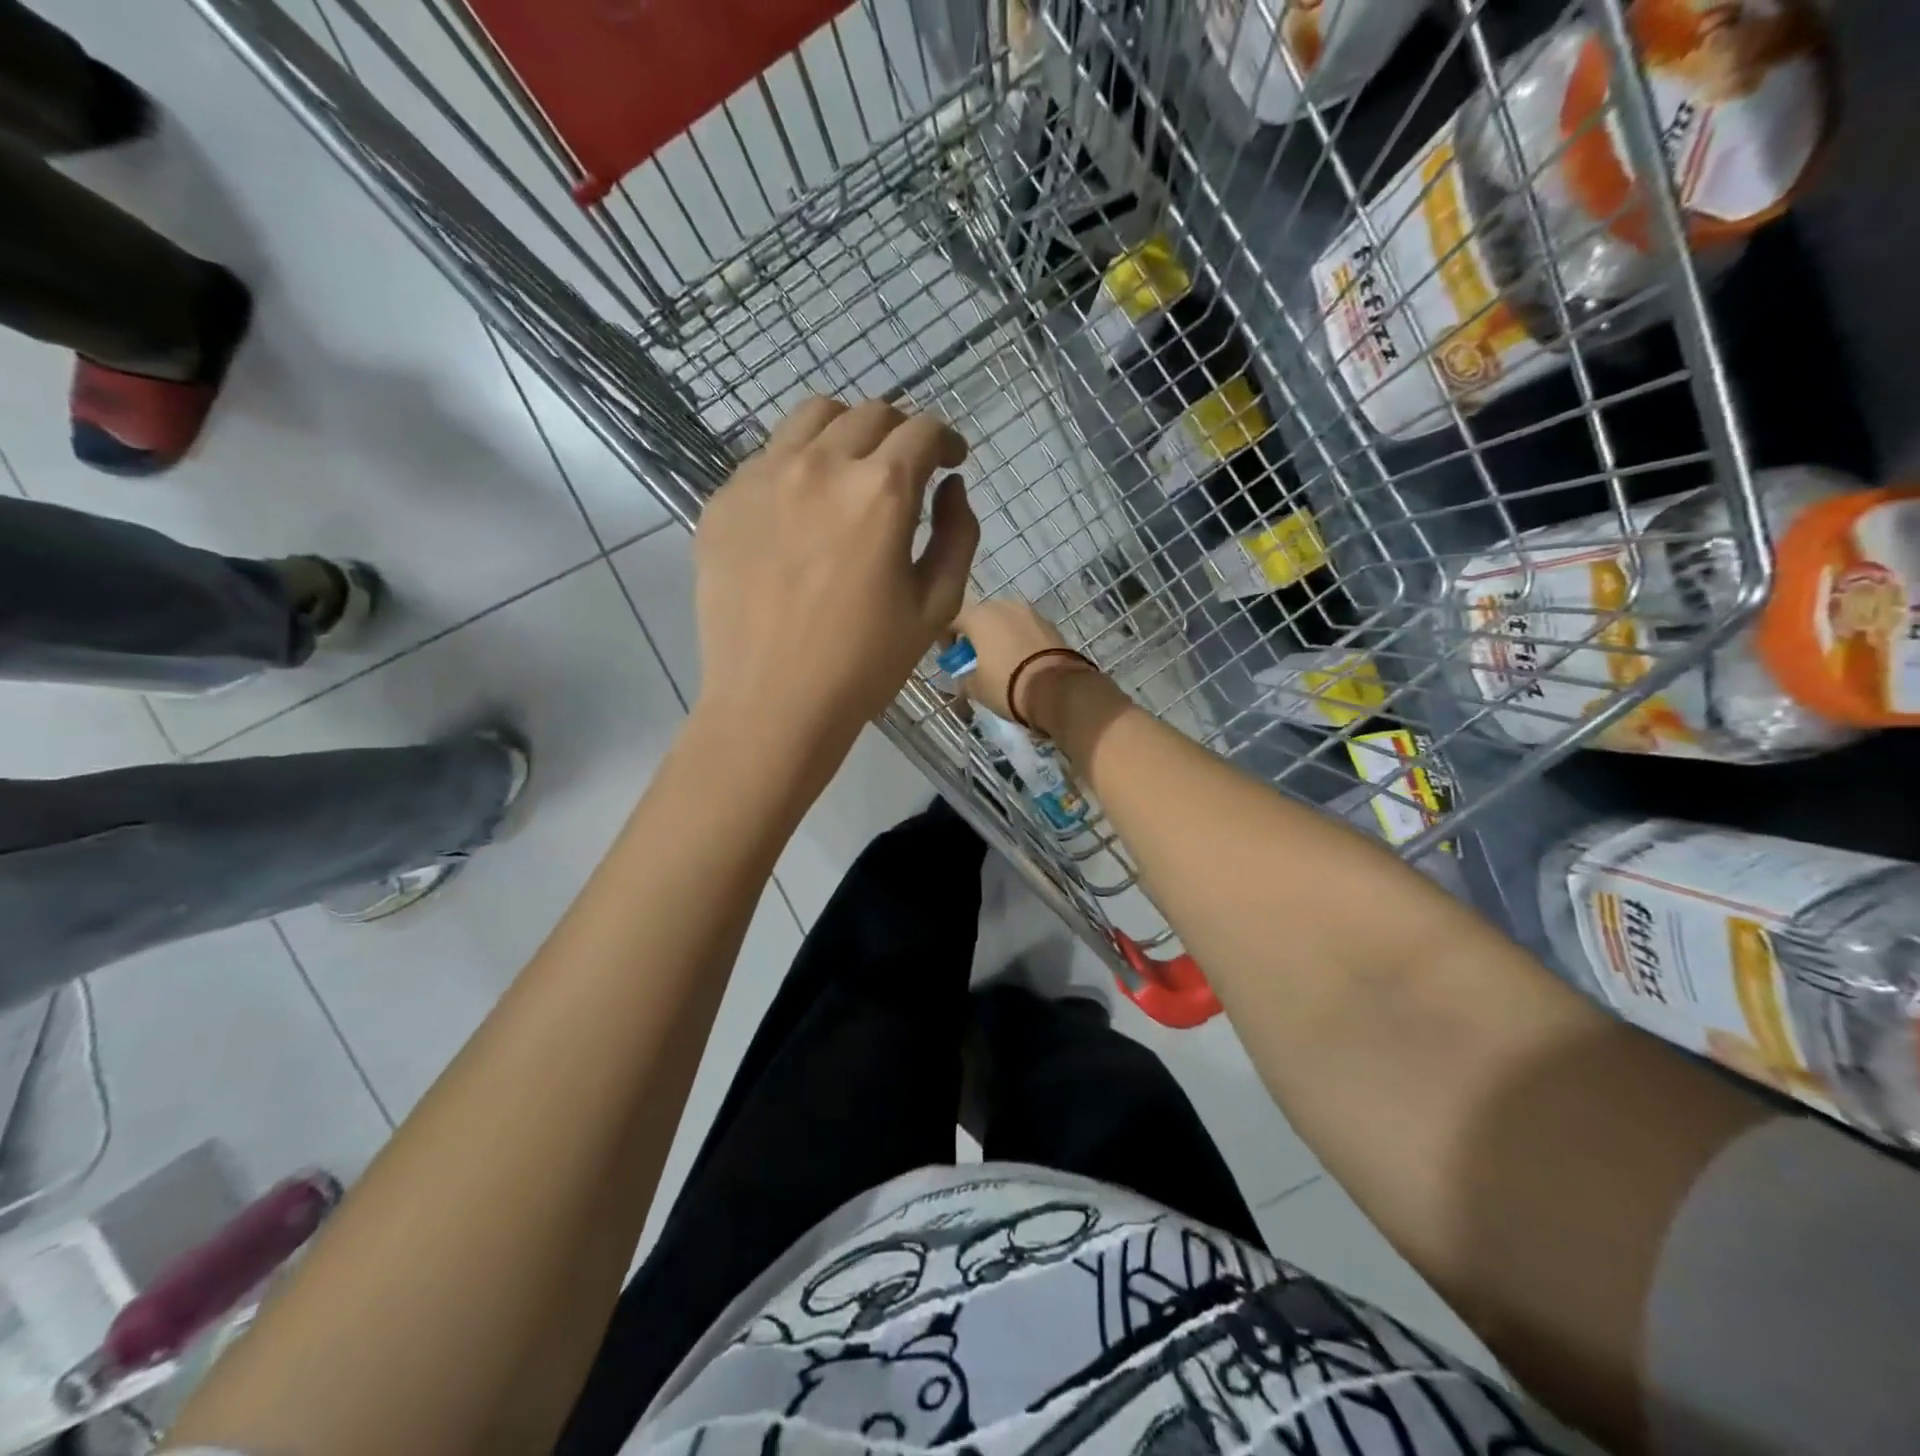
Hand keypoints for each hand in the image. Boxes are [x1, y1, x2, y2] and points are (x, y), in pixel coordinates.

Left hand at [694, 398, 977, 757]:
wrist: (772, 703)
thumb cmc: (865, 663)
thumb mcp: (937, 605)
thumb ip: (958, 535)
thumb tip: (951, 487)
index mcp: (880, 491)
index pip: (922, 430)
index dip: (946, 440)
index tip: (951, 460)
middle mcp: (820, 465)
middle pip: (869, 414)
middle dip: (900, 433)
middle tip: (906, 469)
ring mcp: (762, 477)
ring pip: (812, 418)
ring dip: (846, 432)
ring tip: (851, 472)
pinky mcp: (723, 501)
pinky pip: (767, 458)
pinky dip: (797, 466)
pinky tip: (801, 512)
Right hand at [951, 598, 1102, 729]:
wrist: (1056, 688)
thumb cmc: (1006, 684)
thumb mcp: (976, 688)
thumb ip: (963, 680)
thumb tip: (960, 680)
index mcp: (978, 616)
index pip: (953, 620)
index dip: (947, 639)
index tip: (951, 659)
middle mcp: (1003, 606)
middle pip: (982, 617)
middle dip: (976, 635)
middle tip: (976, 658)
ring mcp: (1029, 613)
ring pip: (1006, 621)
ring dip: (1000, 636)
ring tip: (1001, 659)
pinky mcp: (1050, 624)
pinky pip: (1026, 629)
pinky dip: (1020, 640)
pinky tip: (1022, 660)